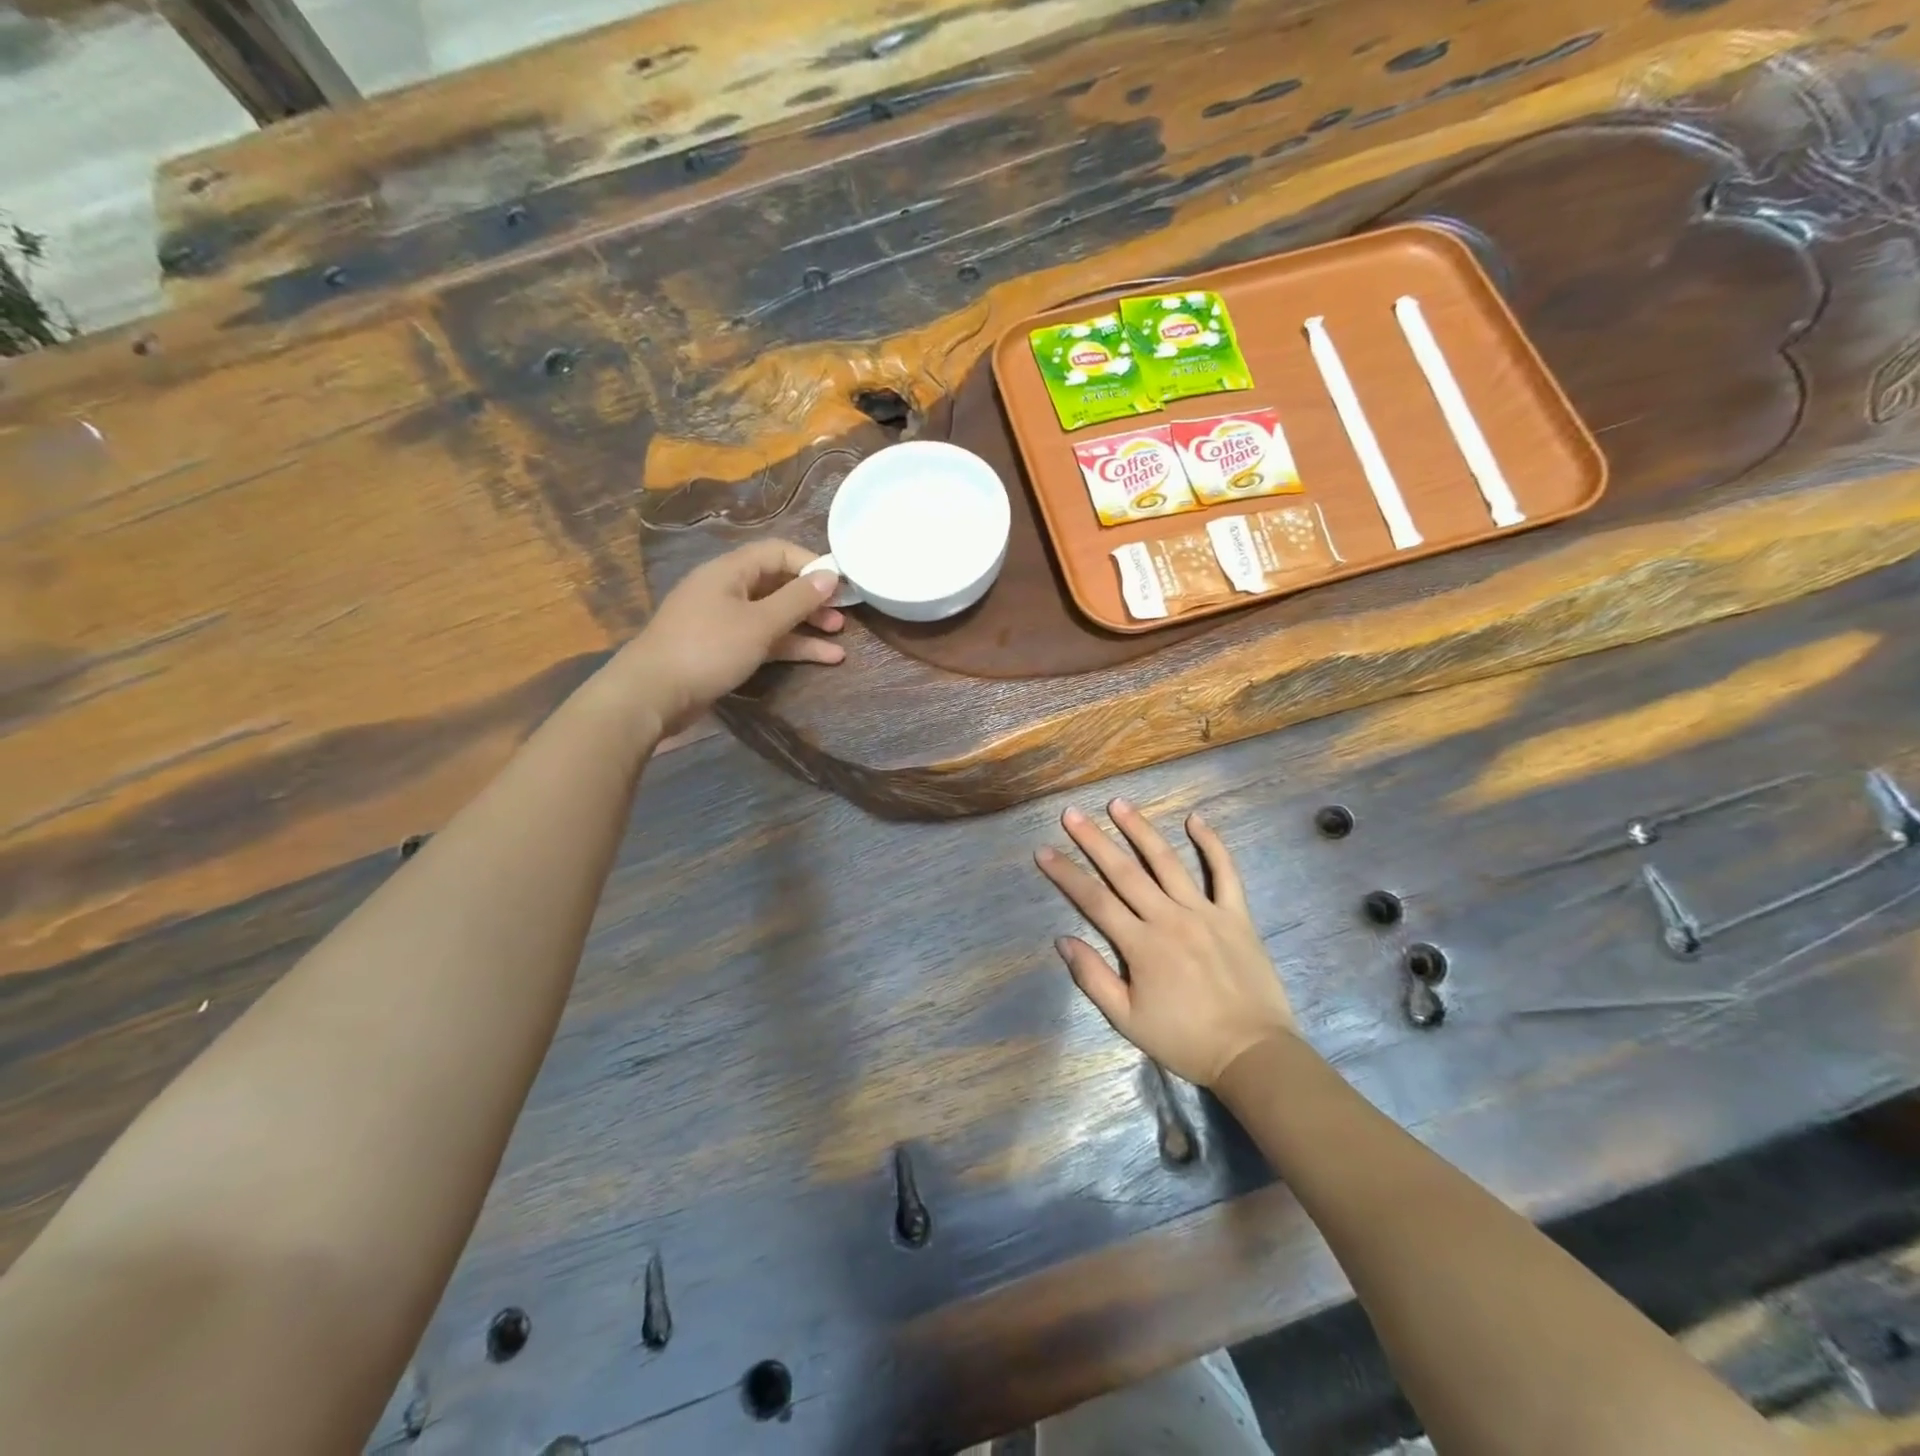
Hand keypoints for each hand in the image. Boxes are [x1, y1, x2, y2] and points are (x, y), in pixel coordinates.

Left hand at [610, 539, 844, 735]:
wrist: (653, 693)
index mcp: (730, 571)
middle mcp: (727, 589)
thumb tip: (830, 575)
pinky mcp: (724, 649)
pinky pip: (765, 639)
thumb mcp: (759, 623)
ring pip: (774, 615)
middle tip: (844, 615)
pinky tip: (823, 658)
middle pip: (778, 584)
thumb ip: (797, 599)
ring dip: (806, 626)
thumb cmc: (708, 649)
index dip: (811, 564)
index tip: (842, 583)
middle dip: (813, 599)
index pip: (778, 552)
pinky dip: (791, 646)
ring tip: (840, 639)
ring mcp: (725, 620)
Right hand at [1036, 799, 1294, 1086]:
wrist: (1253, 1054)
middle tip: (1072, 814)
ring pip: (1167, 862)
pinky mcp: (1236, 915)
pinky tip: (1196, 819)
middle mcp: (1169, 918)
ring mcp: (1205, 912)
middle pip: (1124, 872)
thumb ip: (1093, 977)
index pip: (1094, 900)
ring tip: (1118, 804)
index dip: (1066, 874)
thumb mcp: (1127, 1019)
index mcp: (1141, 945)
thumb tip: (1063, 939)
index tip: (1044, 851)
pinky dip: (1212, 844)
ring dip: (1140, 830)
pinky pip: (1224, 872)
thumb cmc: (1185, 1040)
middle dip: (1094, 840)